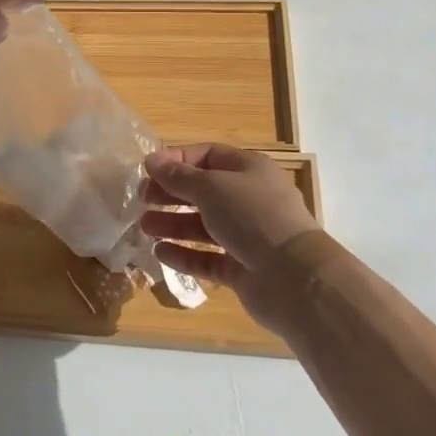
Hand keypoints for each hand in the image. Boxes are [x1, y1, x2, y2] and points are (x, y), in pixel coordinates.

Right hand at [141, 144, 332, 334]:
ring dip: (173, 224)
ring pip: (203, 226)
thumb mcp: (212, 188)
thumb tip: (151, 160)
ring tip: (144, 226)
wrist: (294, 278)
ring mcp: (246, 236)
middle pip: (203, 191)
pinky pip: (207, 258)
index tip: (148, 170)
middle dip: (171, 194)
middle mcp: (248, 200)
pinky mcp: (241, 269)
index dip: (177, 161)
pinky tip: (160, 252)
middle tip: (141, 200)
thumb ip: (178, 176)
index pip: (208, 156)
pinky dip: (184, 255)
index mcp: (248, 170)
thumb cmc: (253, 217)